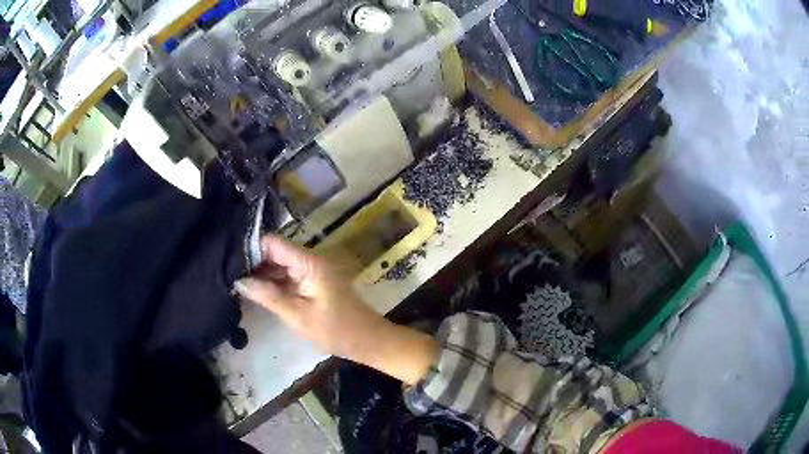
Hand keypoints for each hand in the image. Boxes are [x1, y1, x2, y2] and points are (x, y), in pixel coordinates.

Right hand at [234, 235, 436, 384]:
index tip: (228, 259)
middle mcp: (309, 259)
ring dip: (260, 272)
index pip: (273, 243)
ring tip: (234, 280)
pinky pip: (286, 275)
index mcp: (309, 262)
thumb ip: (268, 296)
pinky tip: (253, 289)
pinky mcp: (310, 281)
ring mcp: (310, 270)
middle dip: (251, 261)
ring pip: (278, 263)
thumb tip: (238, 280)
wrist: (367, 340)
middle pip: (274, 251)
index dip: (250, 247)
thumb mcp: (298, 315)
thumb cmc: (336, 330)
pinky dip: (271, 281)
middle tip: (226, 272)